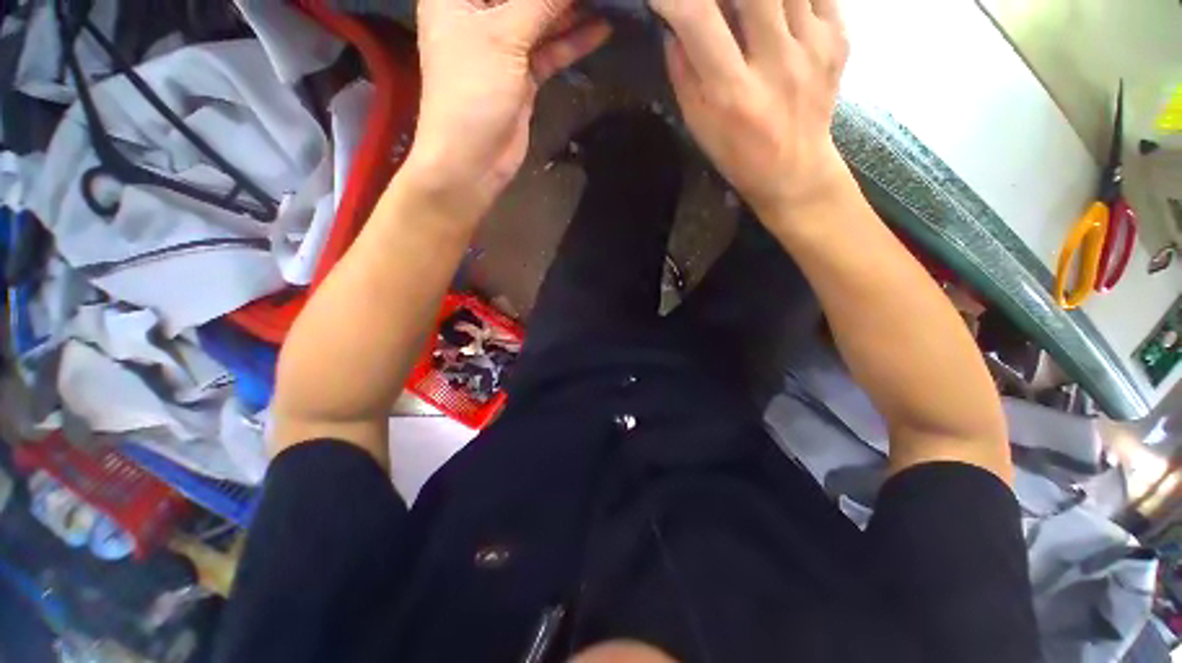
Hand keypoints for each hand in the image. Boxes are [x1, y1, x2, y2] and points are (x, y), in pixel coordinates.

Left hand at [407, 0, 610, 220]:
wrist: (472, 160)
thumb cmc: (473, 90)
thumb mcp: (503, 36)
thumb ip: (540, 2)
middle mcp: (478, 16)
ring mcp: (502, 49)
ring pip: (540, 21)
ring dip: (570, 12)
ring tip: (605, 1)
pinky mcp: (521, 77)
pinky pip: (549, 52)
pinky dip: (572, 42)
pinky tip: (600, 29)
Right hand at [650, 0, 849, 219]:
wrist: (795, 170)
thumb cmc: (738, 154)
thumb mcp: (698, 125)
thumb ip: (683, 73)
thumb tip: (673, 24)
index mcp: (733, 92)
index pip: (697, 19)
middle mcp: (775, 63)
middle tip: (716, 3)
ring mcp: (813, 47)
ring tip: (746, 10)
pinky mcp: (838, 38)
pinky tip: (779, 10)